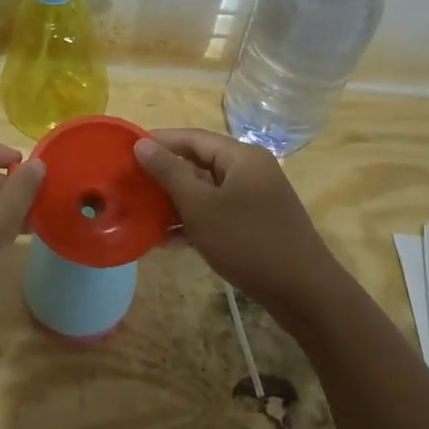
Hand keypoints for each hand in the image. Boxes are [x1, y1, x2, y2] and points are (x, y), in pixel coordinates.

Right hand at [134, 128, 338, 310]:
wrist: (303, 291)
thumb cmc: (248, 241)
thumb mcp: (201, 206)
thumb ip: (170, 173)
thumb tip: (142, 145)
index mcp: (241, 157)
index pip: (192, 137)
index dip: (158, 142)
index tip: (125, 152)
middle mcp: (250, 171)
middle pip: (199, 163)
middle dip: (164, 175)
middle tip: (130, 186)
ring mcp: (255, 198)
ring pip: (206, 191)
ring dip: (176, 202)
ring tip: (143, 215)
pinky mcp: (256, 224)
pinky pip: (218, 213)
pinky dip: (195, 222)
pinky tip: (170, 241)